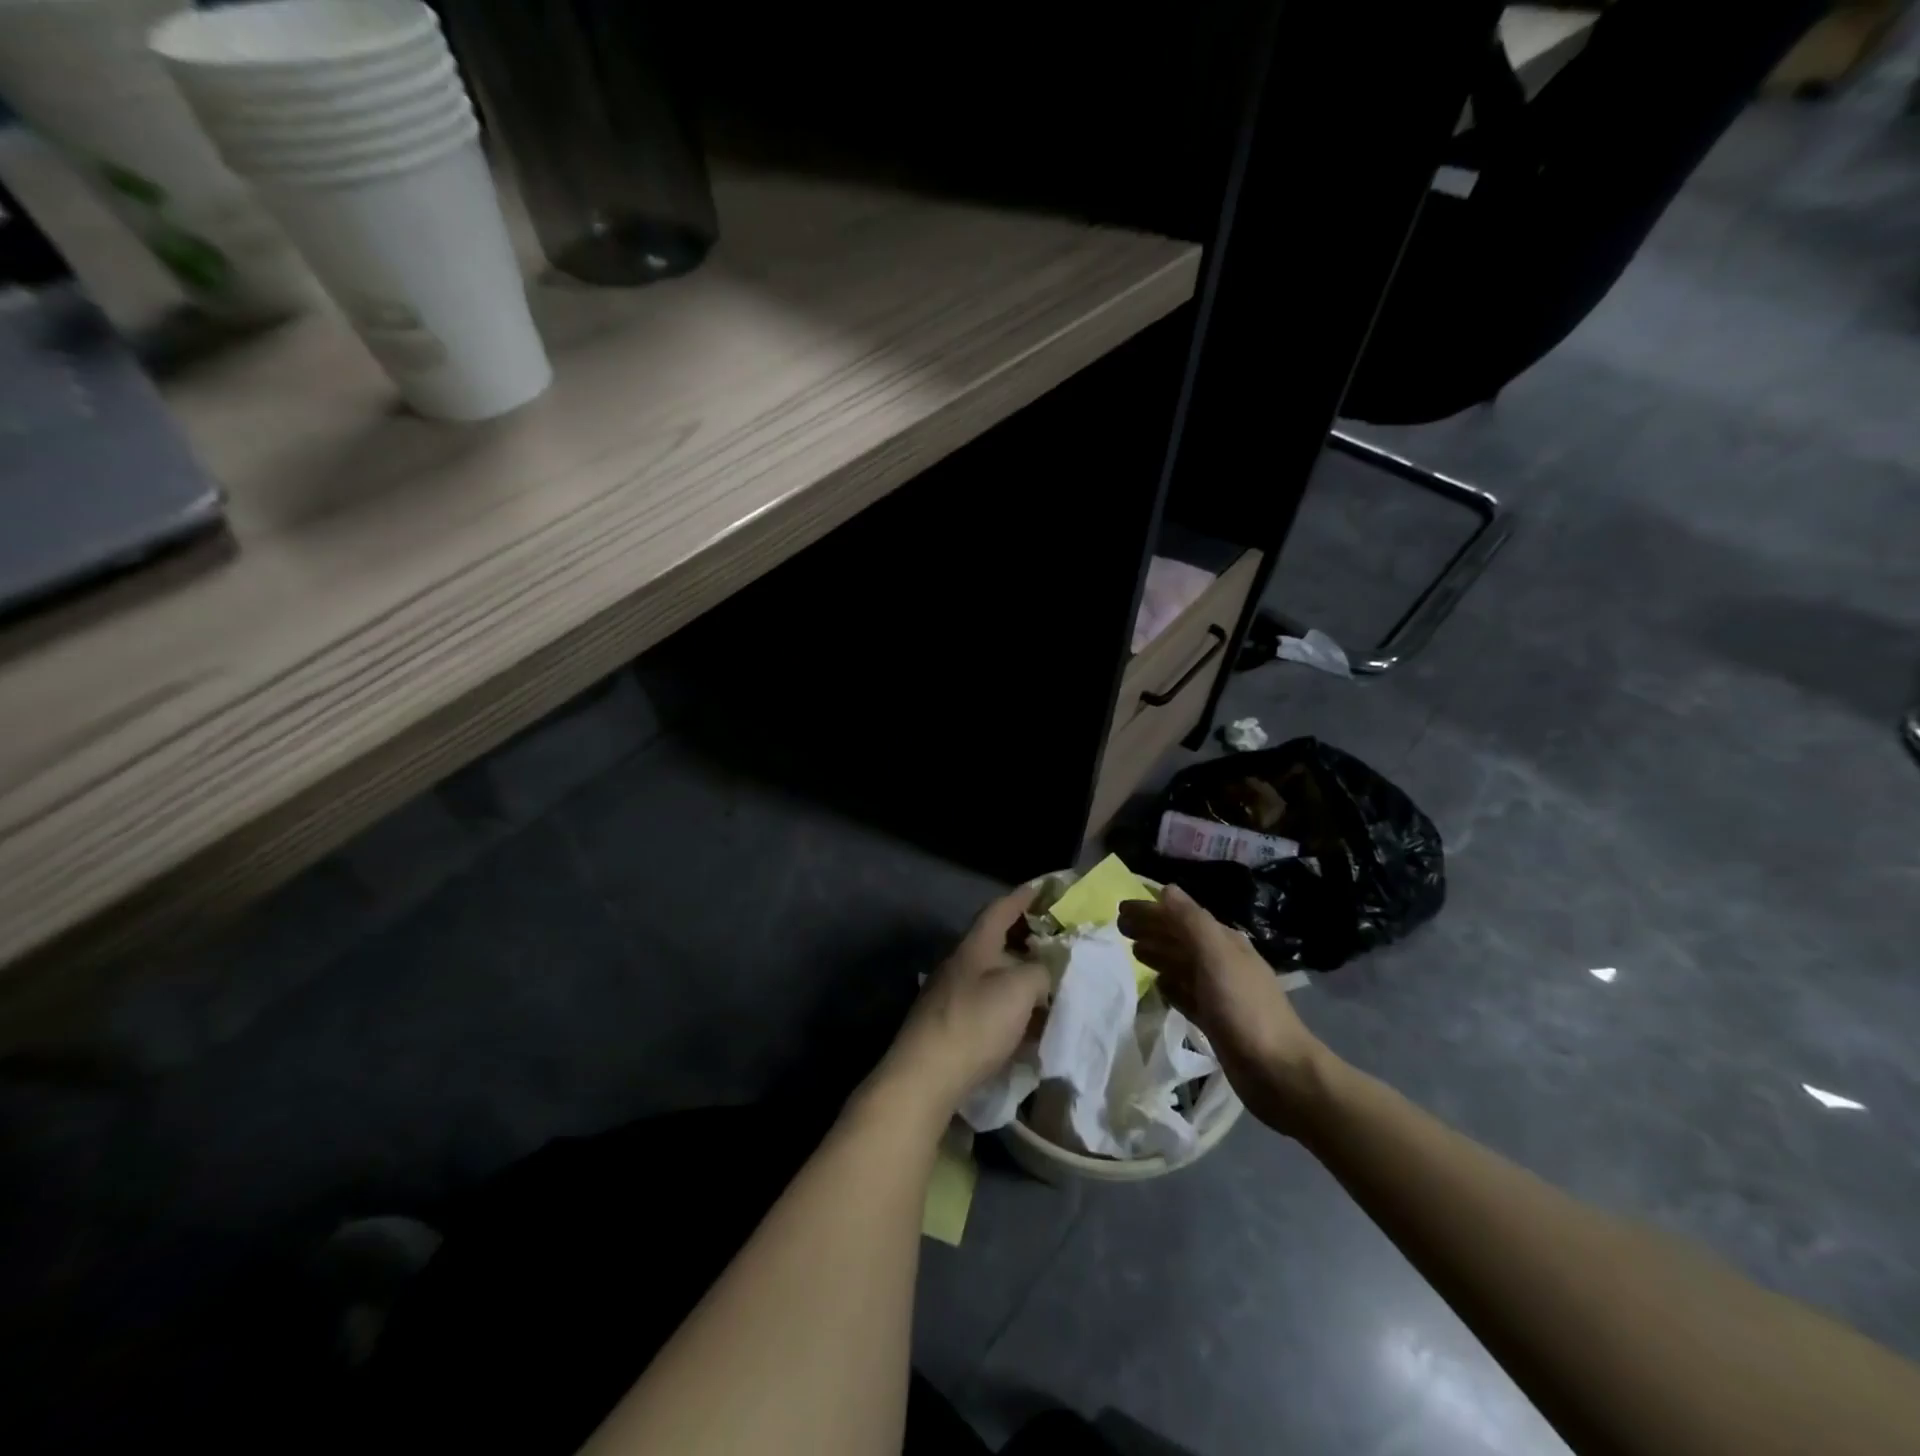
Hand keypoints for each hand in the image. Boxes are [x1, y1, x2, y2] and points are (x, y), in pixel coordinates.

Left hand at [876, 884, 1050, 1120]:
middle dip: (1025, 940)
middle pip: (996, 943)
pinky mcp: (951, 1026)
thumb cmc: (975, 1023)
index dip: (1022, 897)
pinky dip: (1010, 1008)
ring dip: (1020, 977)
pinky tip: (1027, 1025)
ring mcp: (952, 996)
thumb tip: (1043, 973)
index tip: (1043, 888)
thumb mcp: (1020, 989)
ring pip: (993, 977)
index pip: (999, 910)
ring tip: (1049, 985)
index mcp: (974, 947)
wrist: (926, 1077)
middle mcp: (960, 965)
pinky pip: (988, 1006)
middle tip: (1055, 942)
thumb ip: (1040, 972)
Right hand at [1118, 884, 1332, 1136]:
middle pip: (1180, 939)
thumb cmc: (1244, 1008)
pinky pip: (1186, 994)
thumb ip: (1191, 922)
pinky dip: (1170, 986)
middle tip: (1119, 927)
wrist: (1278, 1072)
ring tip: (1133, 950)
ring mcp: (1220, 993)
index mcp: (1225, 942)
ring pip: (1181, 965)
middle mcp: (1222, 962)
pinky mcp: (1215, 1021)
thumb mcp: (1216, 956)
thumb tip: (1166, 889)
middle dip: (1151, 929)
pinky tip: (1158, 987)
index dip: (1151, 910)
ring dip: (1158, 954)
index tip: (1120, 908)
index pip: (1181, 916)